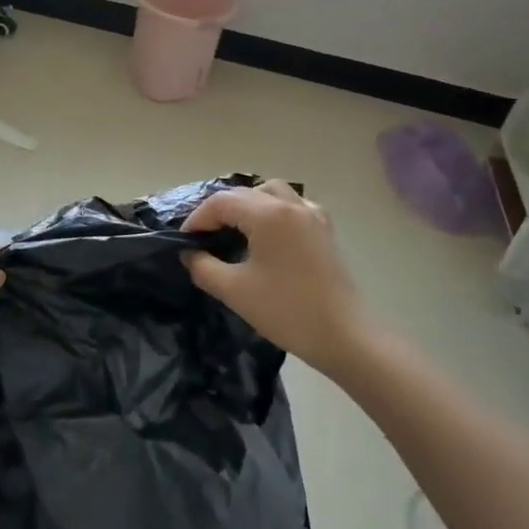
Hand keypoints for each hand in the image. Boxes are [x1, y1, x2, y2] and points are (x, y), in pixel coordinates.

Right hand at [181, 181, 368, 373]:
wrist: (343, 335)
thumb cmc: (285, 310)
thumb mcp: (234, 290)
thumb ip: (203, 266)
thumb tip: (189, 253)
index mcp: (267, 214)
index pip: (221, 202)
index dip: (197, 219)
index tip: (184, 241)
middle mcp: (291, 204)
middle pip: (245, 193)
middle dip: (219, 210)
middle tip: (203, 237)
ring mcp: (312, 214)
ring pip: (271, 192)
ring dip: (248, 204)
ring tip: (234, 229)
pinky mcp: (324, 230)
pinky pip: (293, 205)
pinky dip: (273, 210)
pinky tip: (268, 235)